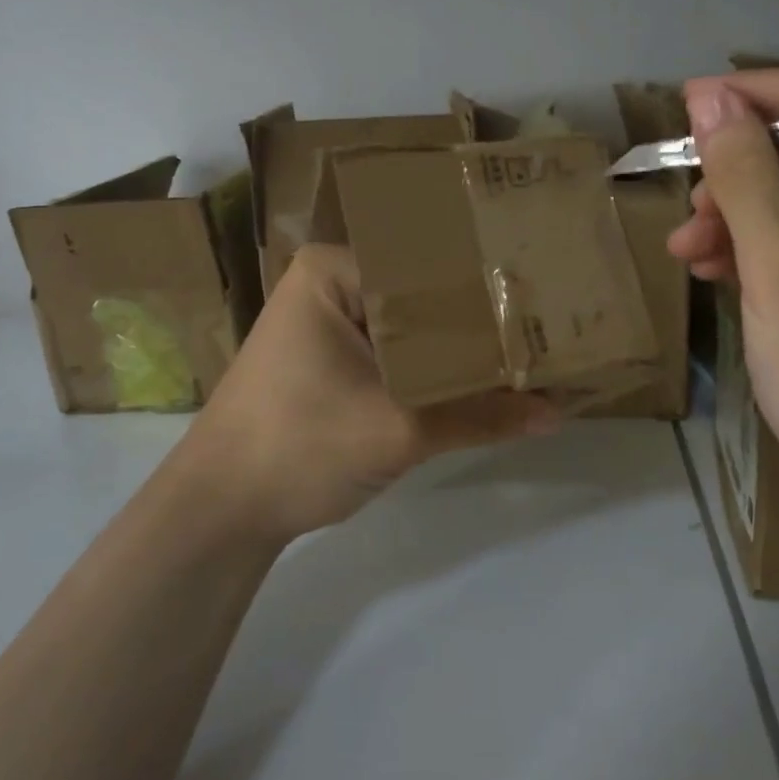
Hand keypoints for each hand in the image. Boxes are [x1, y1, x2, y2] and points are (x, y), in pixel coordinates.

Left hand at [178, 244, 557, 540]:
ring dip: (458, 351)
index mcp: (334, 269)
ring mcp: (331, 321)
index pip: (429, 266)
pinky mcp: (333, 358)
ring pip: (414, 328)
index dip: (487, 289)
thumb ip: (480, 417)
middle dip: (479, 322)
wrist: (220, 513)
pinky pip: (397, 353)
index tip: (545, 303)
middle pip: (424, 296)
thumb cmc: (297, 448)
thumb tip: (558, 413)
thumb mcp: (398, 431)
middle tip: (549, 329)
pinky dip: (432, 371)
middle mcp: (332, 282)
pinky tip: (482, 382)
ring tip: (530, 353)